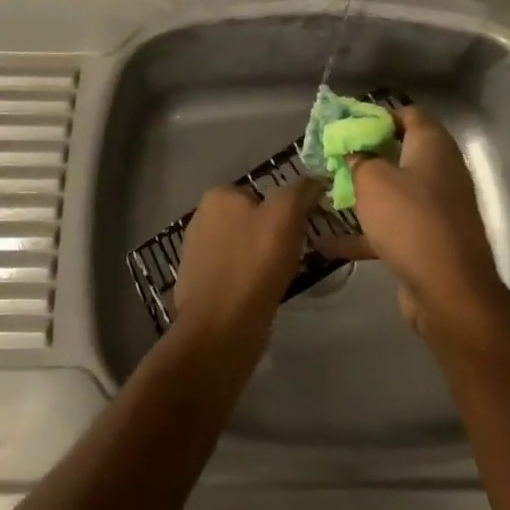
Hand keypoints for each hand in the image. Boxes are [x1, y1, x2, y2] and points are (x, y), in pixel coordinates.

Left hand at [170, 179, 317, 356]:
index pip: (263, 195)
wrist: (219, 329)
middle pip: (252, 221)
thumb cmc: (253, 266)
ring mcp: (196, 251)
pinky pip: (233, 273)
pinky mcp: (198, 283)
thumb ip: (299, 192)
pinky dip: (247, 281)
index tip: (298, 236)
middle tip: (290, 259)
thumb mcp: (285, 216)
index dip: (285, 214)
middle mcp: (201, 217)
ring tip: (276, 280)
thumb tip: (314, 180)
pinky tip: (258, 295)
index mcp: (218, 195)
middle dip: (271, 237)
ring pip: (243, 248)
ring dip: (260, 261)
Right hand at [316, 108, 509, 342]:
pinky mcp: (430, 240)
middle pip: (399, 151)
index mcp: (432, 145)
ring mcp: (437, 207)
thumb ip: (357, 158)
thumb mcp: (371, 179)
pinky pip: (393, 226)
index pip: (407, 114)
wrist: (449, 291)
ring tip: (327, 193)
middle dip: (365, 154)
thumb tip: (352, 152)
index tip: (345, 125)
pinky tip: (329, 243)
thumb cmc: (409, 219)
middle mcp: (440, 170)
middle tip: (332, 157)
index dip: (375, 115)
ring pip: (395, 190)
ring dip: (363, 192)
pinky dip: (366, 232)